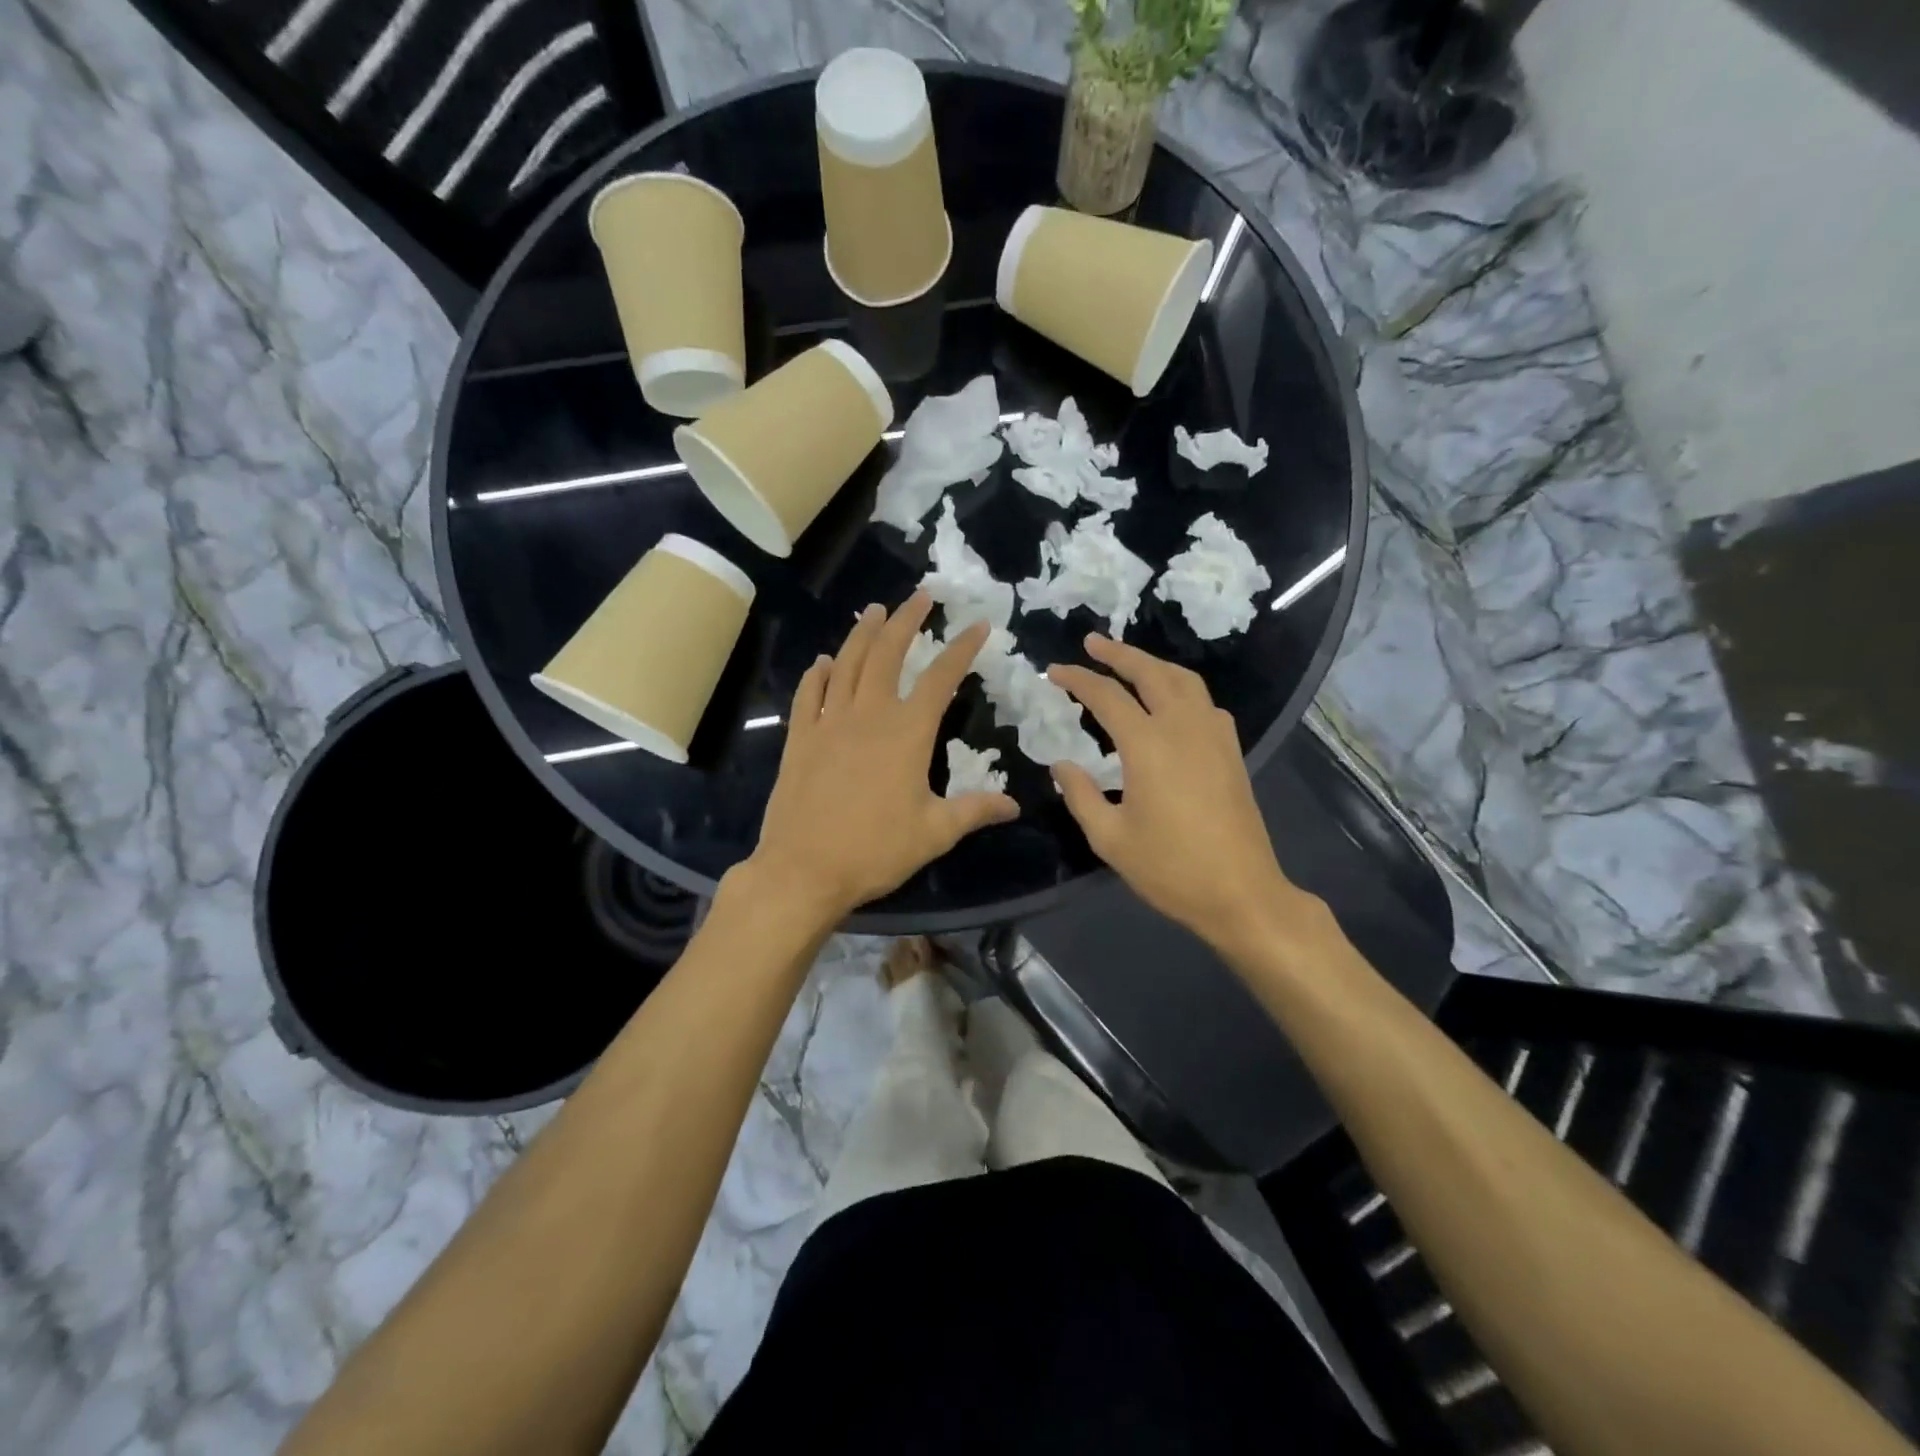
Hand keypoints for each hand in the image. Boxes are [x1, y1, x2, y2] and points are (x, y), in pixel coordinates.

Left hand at [746, 592, 1018, 922]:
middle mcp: (869, 714)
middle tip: (920, 596)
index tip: (979, 624)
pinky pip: (808, 695)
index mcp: (908, 732)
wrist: (804, 869)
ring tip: (874, 610)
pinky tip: (823, 662)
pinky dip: (817, 674)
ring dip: (863, 634)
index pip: (942, 677)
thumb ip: (975, 811)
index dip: (962, 648)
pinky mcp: (799, 739)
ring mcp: (828, 723)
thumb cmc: (876, 850)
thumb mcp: (935, 833)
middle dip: (907, 620)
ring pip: (847, 664)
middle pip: (888, 653)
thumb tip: (1014, 805)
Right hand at [1049, 635, 1310, 952]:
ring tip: (1129, 663)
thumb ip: (1081, 795)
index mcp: (1148, 745)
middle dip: (1119, 653)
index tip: (1054, 672)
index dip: (1078, 680)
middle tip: (1092, 642)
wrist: (1241, 892)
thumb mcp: (1109, 838)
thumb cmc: (1169, 868)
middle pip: (1150, 672)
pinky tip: (1171, 702)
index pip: (1106, 696)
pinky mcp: (1231, 751)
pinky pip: (1204, 702)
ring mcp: (1213, 736)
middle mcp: (1183, 727)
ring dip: (1153, 664)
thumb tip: (1062, 764)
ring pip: (1184, 680)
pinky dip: (1181, 688)